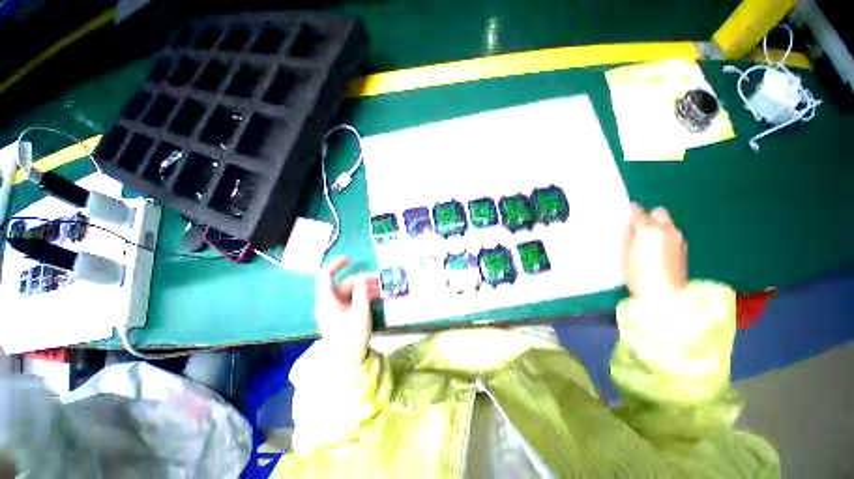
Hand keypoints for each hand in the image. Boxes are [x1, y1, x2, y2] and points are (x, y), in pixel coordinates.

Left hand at [314, 256, 379, 366]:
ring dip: (366, 288)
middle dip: (363, 280)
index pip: (326, 275)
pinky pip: (352, 299)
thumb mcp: (360, 312)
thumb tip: (364, 277)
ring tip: (382, 290)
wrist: (348, 361)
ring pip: (351, 291)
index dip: (337, 264)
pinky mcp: (342, 314)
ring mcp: (336, 308)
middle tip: (380, 281)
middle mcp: (329, 302)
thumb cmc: (352, 336)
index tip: (351, 259)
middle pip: (345, 283)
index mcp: (327, 300)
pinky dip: (363, 296)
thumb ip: (362, 291)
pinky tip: (376, 297)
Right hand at [622, 204, 687, 297]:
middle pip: (658, 212)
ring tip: (645, 240)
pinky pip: (671, 234)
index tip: (623, 214)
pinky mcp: (683, 248)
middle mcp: (667, 229)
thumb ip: (628, 235)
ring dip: (656, 226)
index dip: (629, 211)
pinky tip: (655, 249)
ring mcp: (678, 238)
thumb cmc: (637, 274)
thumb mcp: (624, 253)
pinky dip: (663, 236)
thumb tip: (631, 226)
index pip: (637, 211)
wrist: (665, 295)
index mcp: (649, 229)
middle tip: (636, 228)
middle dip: (647, 216)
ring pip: (666, 223)